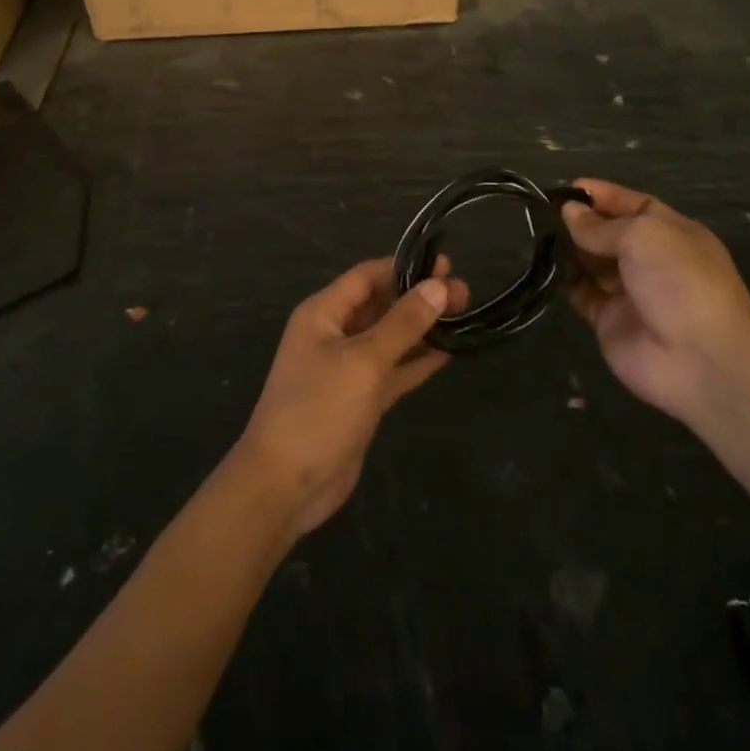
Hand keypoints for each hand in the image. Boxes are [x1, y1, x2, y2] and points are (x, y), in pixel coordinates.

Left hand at [231, 257, 466, 539]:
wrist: (285, 485)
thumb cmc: (318, 410)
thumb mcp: (364, 361)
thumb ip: (403, 323)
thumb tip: (438, 286)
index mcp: (323, 314)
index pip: (367, 276)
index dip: (404, 268)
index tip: (445, 264)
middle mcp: (334, 334)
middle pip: (381, 305)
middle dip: (419, 297)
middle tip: (464, 292)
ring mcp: (347, 369)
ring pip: (390, 338)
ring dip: (423, 328)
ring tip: (464, 314)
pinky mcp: (360, 400)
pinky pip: (393, 371)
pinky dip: (417, 361)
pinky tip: (449, 352)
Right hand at [562, 179, 749, 424]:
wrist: (700, 359)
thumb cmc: (679, 280)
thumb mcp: (642, 236)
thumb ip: (601, 226)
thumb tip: (568, 212)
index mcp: (672, 232)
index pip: (632, 205)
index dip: (602, 195)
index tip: (567, 188)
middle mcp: (651, 260)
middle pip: (609, 234)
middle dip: (580, 221)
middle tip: (542, 211)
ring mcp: (630, 292)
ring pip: (592, 263)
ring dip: (568, 249)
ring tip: (536, 233)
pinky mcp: (609, 321)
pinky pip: (582, 293)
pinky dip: (564, 280)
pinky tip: (543, 265)